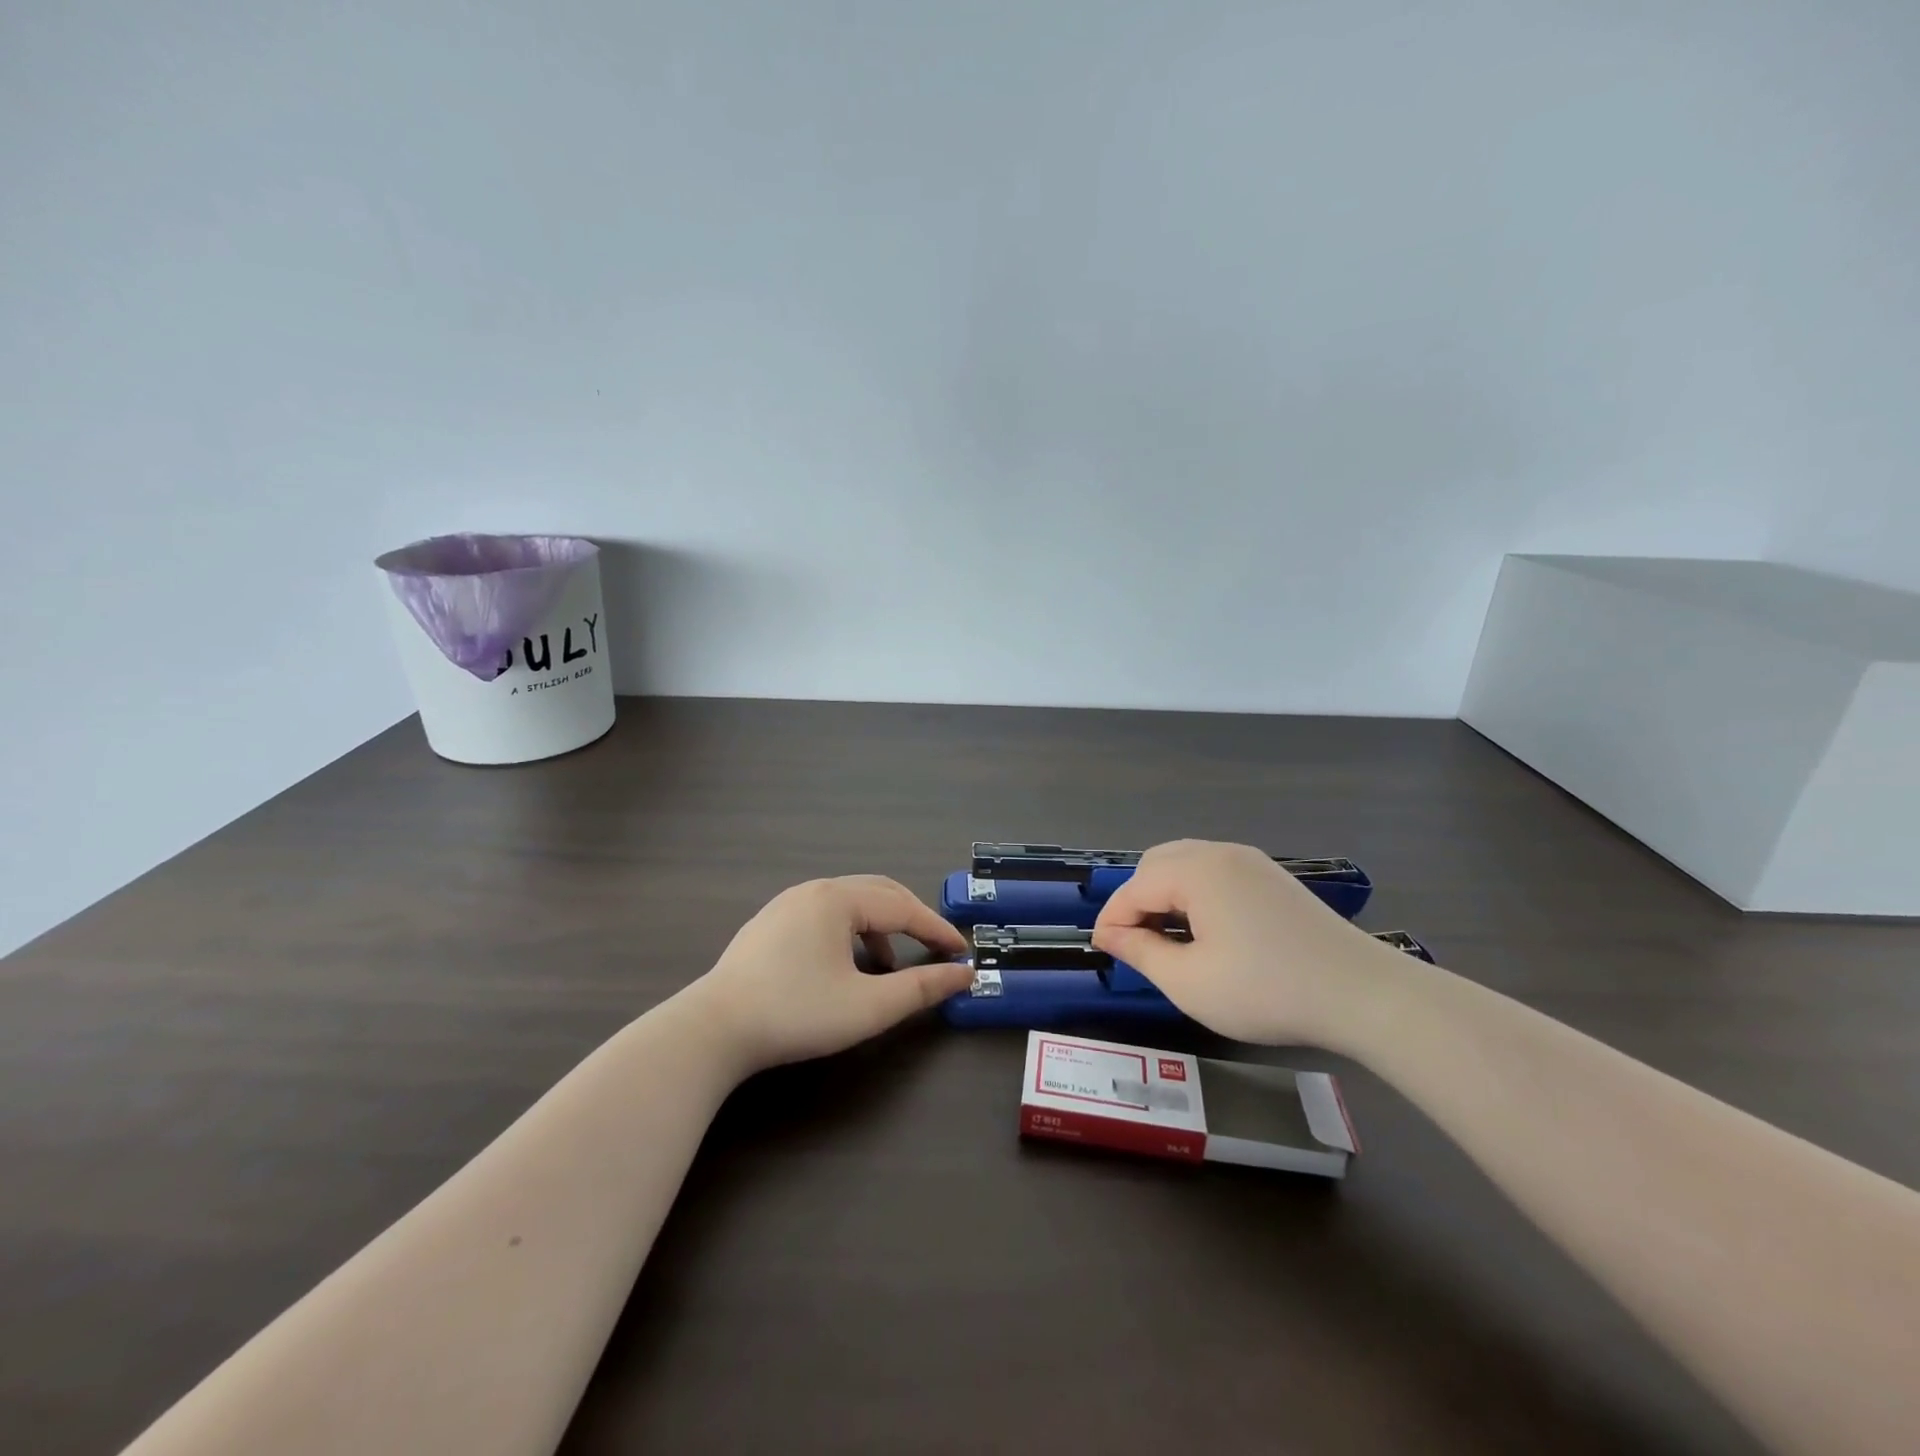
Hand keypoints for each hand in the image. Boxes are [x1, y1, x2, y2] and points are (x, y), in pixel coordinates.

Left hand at [686, 876, 972, 1071]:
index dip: (937, 930)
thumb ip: (921, 988)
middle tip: (936, 947)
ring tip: (890, 964)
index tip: (962, 953)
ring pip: (850, 902)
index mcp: (839, 899)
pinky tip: (846, 965)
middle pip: (879, 893)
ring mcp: (787, 904)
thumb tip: (963, 974)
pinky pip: (824, 915)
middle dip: (912, 919)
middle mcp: (814, 890)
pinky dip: (850, 931)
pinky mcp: (769, 924)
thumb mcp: (868, 1006)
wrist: (713, 1030)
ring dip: (880, 926)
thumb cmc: (797, 1013)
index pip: (903, 908)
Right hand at [1091, 839, 1403, 1046]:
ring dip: (1165, 895)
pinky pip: (1215, 873)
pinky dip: (1195, 894)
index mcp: (1196, 870)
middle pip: (1157, 864)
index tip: (1102, 952)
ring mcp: (1251, 862)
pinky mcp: (1272, 878)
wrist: (1362, 994)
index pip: (1135, 887)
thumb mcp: (1190, 982)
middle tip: (1135, 944)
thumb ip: (1141, 952)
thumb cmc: (1267, 990)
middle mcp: (1220, 853)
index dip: (1112, 920)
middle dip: (1137, 900)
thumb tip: (1109, 935)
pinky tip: (1205, 931)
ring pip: (1186, 865)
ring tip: (1166, 939)